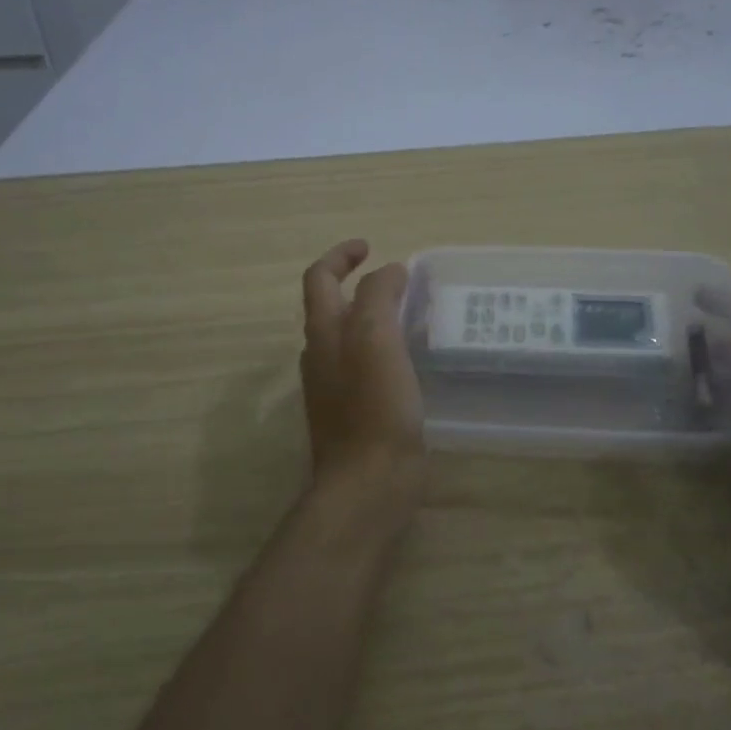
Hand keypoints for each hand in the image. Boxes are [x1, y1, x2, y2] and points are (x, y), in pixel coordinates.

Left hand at [300, 240, 425, 514]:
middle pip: (331, 308)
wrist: (369, 482)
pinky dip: (384, 351)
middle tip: (399, 283)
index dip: (340, 256)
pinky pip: (366, 368)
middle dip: (359, 287)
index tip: (370, 247)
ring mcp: (337, 388)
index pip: (319, 279)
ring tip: (411, 315)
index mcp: (323, 334)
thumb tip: (388, 272)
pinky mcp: (357, 413)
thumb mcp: (376, 338)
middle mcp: (322, 357)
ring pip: (350, 339)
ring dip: (373, 319)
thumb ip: (378, 297)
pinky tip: (412, 361)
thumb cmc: (374, 407)